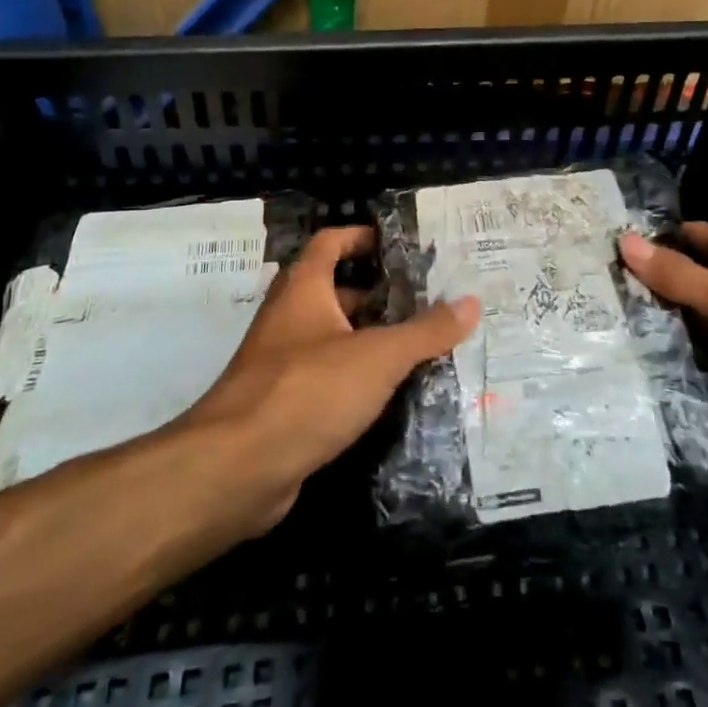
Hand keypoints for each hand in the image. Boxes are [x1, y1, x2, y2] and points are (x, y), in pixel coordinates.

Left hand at [178, 226, 477, 534]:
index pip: (329, 243)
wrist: (236, 469)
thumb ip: (426, 331)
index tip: (398, 245)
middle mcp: (288, 319)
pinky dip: (354, 378)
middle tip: (423, 302)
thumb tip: (471, 303)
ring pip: (331, 338)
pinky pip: (326, 378)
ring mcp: (281, 364)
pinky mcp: (282, 406)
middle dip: (376, 294)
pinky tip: (388, 395)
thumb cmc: (308, 392)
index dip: (360, 237)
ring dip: (368, 339)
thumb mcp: (378, 357)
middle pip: (333, 291)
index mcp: (304, 290)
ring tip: (418, 347)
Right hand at [619, 223, 707, 447]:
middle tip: (609, 307)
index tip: (608, 261)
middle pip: (697, 277)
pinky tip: (677, 370)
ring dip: (683, 328)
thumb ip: (680, 277)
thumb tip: (625, 241)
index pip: (687, 236)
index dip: (652, 245)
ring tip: (629, 339)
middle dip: (661, 291)